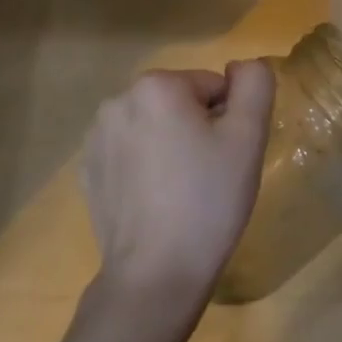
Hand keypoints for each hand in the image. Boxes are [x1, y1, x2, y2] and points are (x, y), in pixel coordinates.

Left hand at [81, 61, 276, 306]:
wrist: (155, 274)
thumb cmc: (208, 200)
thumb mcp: (248, 137)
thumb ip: (254, 85)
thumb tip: (244, 66)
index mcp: (157, 85)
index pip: (212, 86)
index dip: (229, 120)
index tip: (227, 158)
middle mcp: (118, 100)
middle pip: (180, 103)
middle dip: (197, 129)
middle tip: (209, 175)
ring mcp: (96, 138)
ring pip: (153, 127)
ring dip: (170, 146)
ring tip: (181, 192)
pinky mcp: (88, 171)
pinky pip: (129, 154)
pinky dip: (145, 168)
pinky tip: (155, 203)